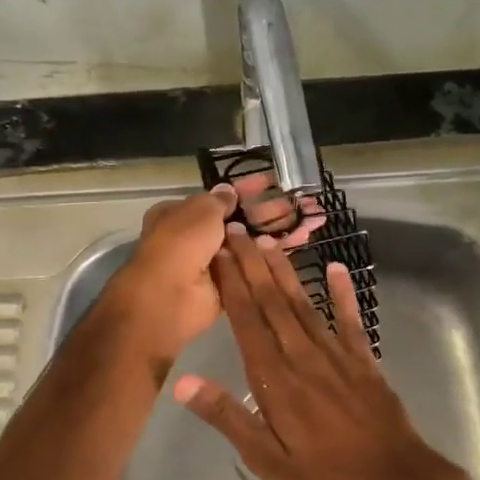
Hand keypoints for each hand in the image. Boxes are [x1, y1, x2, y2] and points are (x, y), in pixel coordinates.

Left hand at [103, 177, 329, 370]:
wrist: (170, 296)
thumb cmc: (181, 242)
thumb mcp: (201, 210)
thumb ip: (219, 200)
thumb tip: (229, 191)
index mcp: (179, 215)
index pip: (217, 199)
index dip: (244, 191)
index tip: (271, 184)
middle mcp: (194, 238)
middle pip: (236, 222)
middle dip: (267, 213)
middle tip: (298, 204)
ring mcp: (211, 265)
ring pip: (248, 245)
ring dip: (275, 233)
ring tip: (308, 222)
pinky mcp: (226, 287)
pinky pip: (252, 268)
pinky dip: (271, 258)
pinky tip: (298, 244)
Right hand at [171, 225, 470, 479]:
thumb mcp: (267, 460)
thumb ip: (227, 416)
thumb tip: (183, 383)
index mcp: (275, 380)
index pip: (246, 321)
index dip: (231, 283)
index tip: (217, 252)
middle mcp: (303, 356)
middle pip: (272, 302)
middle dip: (252, 265)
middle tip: (236, 231)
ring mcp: (337, 355)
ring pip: (304, 304)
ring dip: (285, 272)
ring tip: (268, 241)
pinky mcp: (364, 362)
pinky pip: (351, 320)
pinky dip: (343, 293)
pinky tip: (337, 268)